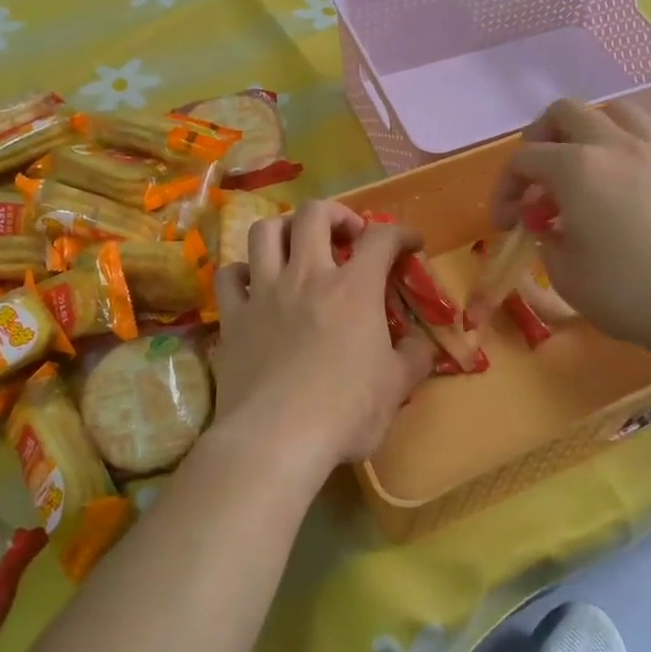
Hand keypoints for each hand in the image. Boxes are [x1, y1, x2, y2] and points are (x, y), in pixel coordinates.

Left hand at [210, 201, 435, 483]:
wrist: (275, 438)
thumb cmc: (344, 412)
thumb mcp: (396, 387)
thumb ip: (414, 358)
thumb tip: (421, 344)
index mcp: (354, 288)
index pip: (381, 237)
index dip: (402, 232)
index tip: (411, 244)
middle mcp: (306, 276)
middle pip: (314, 213)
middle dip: (337, 214)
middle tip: (348, 237)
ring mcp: (264, 292)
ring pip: (265, 231)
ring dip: (285, 229)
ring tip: (298, 247)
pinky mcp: (232, 316)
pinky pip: (229, 275)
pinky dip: (242, 272)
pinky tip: (254, 284)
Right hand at [491, 99, 650, 361]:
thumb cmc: (626, 292)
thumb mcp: (563, 273)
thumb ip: (546, 237)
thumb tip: (548, 224)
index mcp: (576, 168)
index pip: (524, 159)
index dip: (504, 189)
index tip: (504, 223)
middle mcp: (614, 145)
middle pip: (566, 112)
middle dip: (540, 139)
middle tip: (537, 176)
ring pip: (615, 111)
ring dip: (589, 130)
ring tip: (584, 165)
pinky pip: (649, 137)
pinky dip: (626, 149)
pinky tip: (626, 186)